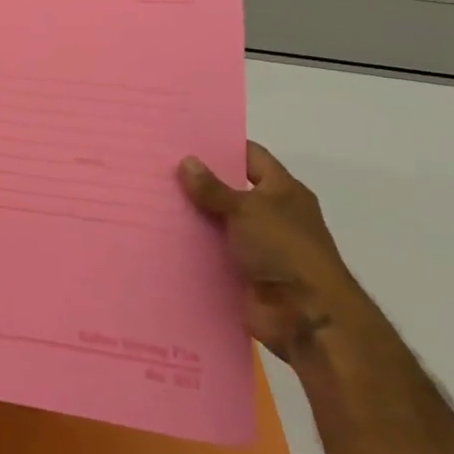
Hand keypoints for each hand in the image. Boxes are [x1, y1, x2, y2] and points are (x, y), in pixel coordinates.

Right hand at [178, 143, 379, 366]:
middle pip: (230, 189)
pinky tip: (158, 236)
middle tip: (156, 169)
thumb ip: (214, 188)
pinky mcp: (241, 271)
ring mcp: (256, 245)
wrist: (304, 314)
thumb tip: (187, 161)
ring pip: (216, 222)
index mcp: (283, 191)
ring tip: (148, 200)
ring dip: (191, 216)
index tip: (184, 140)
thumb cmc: (284, 249)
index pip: (251, 157)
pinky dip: (190, 246)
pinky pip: (211, 251)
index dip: (222, 147)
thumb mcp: (247, 209)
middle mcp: (271, 214)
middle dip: (197, 182)